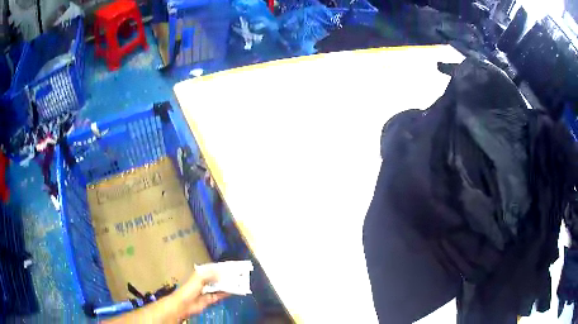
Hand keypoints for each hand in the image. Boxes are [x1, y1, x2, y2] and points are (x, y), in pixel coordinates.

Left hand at [173, 270, 229, 317]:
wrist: (185, 304)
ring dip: (225, 285)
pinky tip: (232, 291)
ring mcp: (206, 291)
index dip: (219, 268)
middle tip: (234, 275)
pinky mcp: (209, 299)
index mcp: (199, 275)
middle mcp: (203, 282)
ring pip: (218, 287)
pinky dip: (225, 293)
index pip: (210, 269)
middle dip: (224, 277)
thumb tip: (220, 273)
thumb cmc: (188, 290)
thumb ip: (209, 275)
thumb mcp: (198, 278)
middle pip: (215, 278)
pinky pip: (219, 295)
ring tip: (236, 282)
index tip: (228, 267)